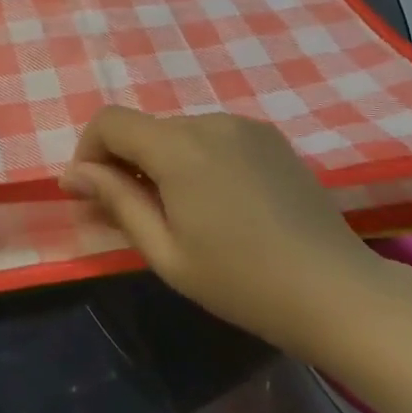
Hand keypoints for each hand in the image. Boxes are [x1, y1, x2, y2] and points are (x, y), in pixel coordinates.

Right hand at [59, 106, 396, 356]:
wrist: (339, 292)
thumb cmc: (243, 282)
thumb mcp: (167, 253)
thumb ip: (116, 202)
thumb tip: (72, 174)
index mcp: (177, 147)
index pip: (109, 120)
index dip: (89, 151)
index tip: (93, 194)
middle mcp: (207, 120)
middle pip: (145, 128)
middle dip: (127, 162)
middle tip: (136, 216)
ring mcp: (243, 125)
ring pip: (179, 133)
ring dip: (164, 162)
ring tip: (185, 214)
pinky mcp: (269, 136)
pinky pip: (213, 137)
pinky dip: (198, 159)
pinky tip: (222, 204)